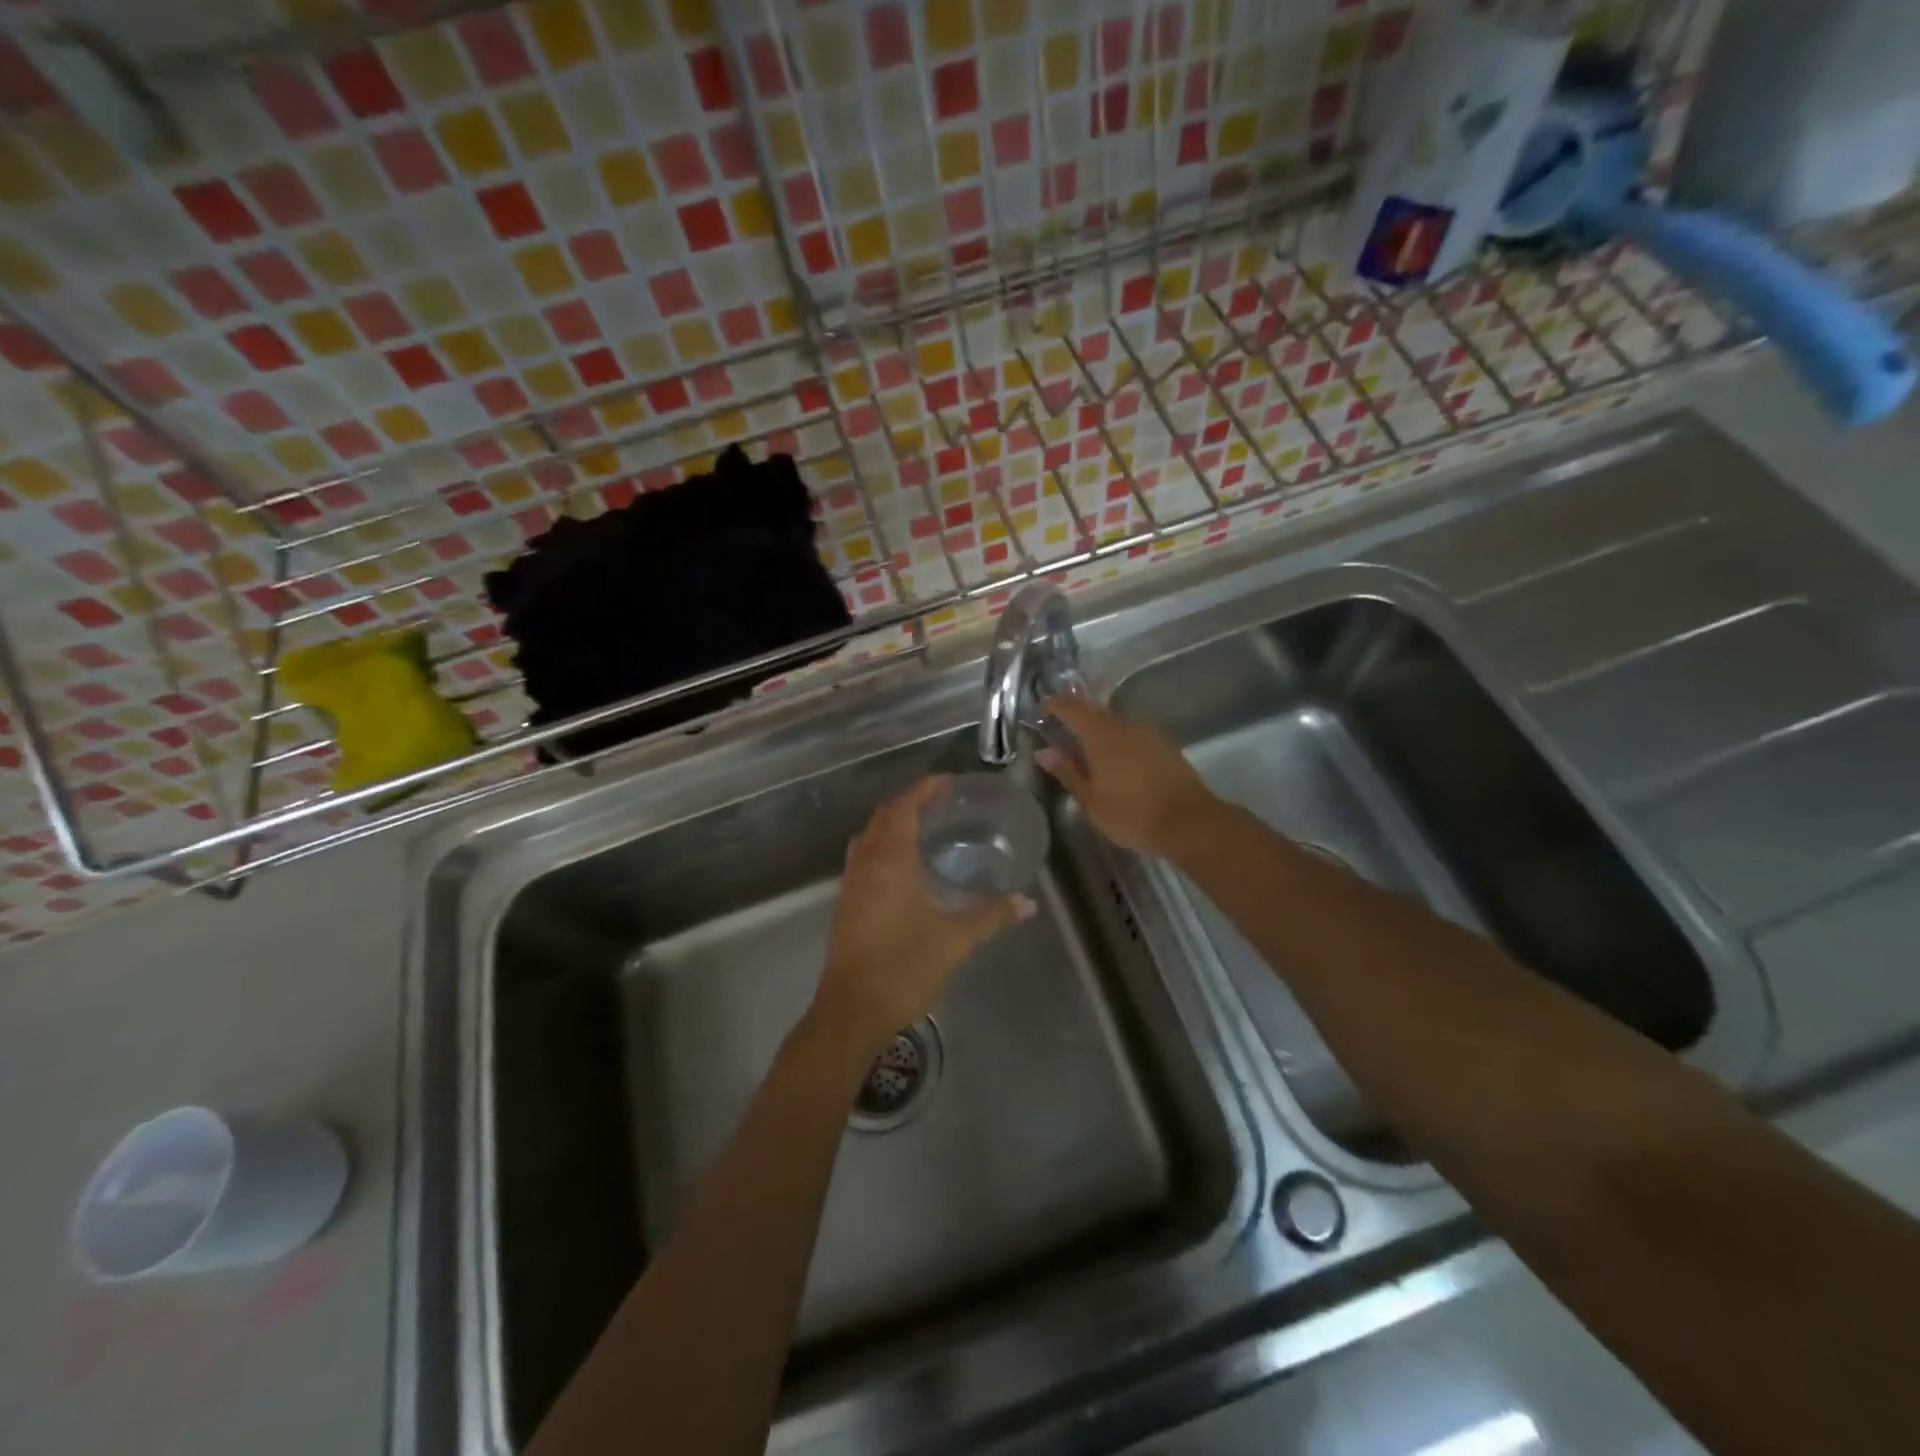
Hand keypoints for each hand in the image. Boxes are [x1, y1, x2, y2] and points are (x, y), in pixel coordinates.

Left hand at [811, 777, 1034, 1054]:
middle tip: (941, 800)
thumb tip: (1026, 903)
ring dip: (893, 822)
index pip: (903, 808)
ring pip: (869, 836)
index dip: (924, 789)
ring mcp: (851, 885)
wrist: (851, 1012)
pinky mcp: (847, 904)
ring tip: (925, 825)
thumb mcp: (954, 941)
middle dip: (909, 801)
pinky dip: (883, 845)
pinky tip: (906, 865)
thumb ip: (990, 916)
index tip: (947, 781)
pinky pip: (864, 857)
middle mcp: (865, 864)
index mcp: (889, 862)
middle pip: (883, 816)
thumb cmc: (903, 968)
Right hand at [1037, 696, 1217, 855]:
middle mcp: (1125, 725)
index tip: (1042, 709)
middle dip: (1077, 717)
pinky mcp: (1166, 746)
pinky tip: (1118, 762)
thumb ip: (1067, 771)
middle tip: (1061, 731)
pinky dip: (1120, 742)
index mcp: (1102, 735)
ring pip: (1117, 724)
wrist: (1189, 823)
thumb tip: (1044, 751)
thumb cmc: (1132, 814)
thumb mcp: (1091, 799)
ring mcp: (1149, 733)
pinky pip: (1134, 736)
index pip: (1072, 708)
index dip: (1056, 705)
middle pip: (1096, 712)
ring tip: (1088, 751)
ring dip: (1100, 731)